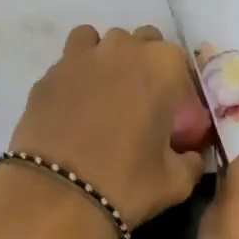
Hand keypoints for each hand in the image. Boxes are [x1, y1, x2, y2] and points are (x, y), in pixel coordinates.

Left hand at [0, 25, 204, 238]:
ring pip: (97, 41)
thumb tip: (190, 156)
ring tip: (103, 94)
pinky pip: (67, 64)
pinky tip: (73, 108)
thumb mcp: (176, 181)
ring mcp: (80, 58)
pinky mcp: (47, 75)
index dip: (177, 85)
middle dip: (143, 64)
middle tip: (140, 102)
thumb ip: (190, 161)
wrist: (56, 196)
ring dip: (105, 58)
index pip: (178, 60)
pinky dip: (74, 77)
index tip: (172, 112)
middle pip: (140, 41)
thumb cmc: (126, 183)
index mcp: (161, 65)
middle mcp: (122, 49)